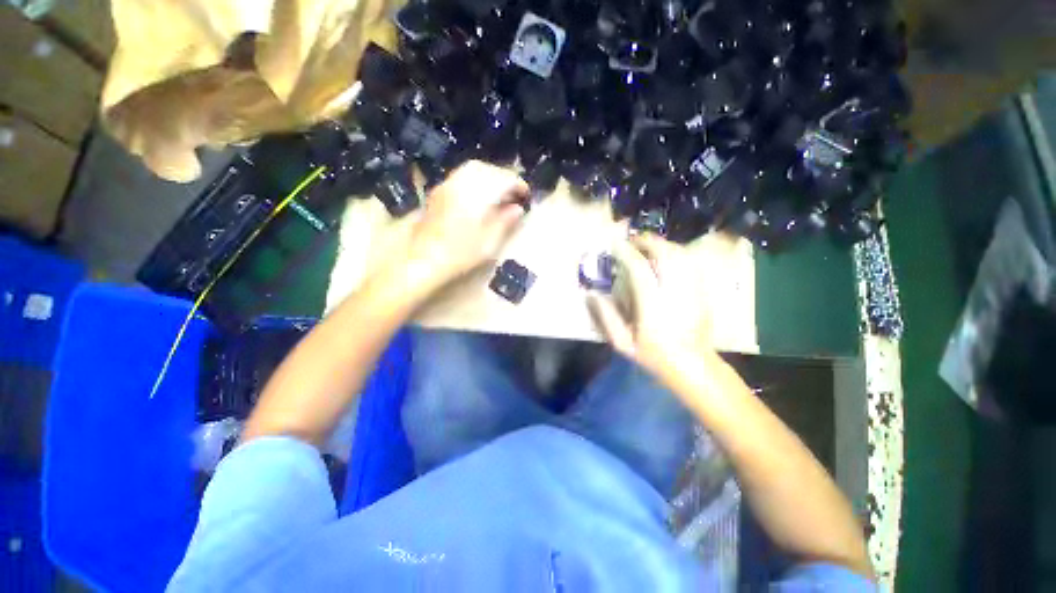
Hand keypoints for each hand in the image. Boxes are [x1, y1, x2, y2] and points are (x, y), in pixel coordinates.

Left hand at [405, 160, 528, 288]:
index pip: (502, 179)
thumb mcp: (489, 243)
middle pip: (486, 169)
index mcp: (476, 195)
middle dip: (503, 177)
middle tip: (514, 192)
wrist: (422, 261)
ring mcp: (446, 186)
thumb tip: (518, 209)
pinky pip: (461, 176)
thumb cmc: (459, 255)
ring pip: (472, 169)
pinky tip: (479, 195)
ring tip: (499, 193)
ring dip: (489, 176)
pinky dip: (475, 180)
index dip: (517, 184)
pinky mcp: (438, 193)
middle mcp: (460, 184)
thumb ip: (505, 222)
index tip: (526, 195)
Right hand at [588, 234, 713, 381]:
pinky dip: (676, 253)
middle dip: (648, 241)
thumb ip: (607, 317)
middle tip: (632, 241)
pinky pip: (690, 263)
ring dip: (663, 244)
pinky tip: (665, 257)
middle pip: (665, 254)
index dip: (626, 253)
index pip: (639, 269)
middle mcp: (675, 293)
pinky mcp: (702, 291)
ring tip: (647, 246)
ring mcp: (692, 290)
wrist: (693, 365)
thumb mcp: (623, 343)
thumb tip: (592, 294)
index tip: (615, 245)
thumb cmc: (654, 355)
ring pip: (681, 255)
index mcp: (653, 306)